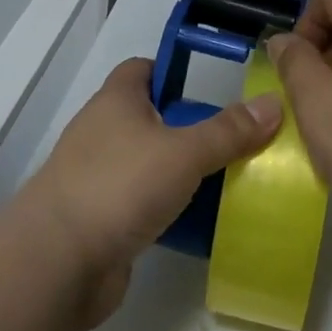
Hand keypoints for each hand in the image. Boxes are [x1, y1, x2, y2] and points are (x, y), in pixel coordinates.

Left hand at [8, 58, 281, 326]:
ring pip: (150, 164)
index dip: (174, 71)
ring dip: (183, 174)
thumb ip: (229, 131)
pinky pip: (143, 204)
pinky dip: (169, 211)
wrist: (59, 261)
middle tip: (236, 141)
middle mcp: (103, 132)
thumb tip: (272, 103)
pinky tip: (203, 225)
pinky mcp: (101, 219)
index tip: (211, 88)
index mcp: (116, 101)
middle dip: (191, 129)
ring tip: (230, 182)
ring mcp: (98, 177)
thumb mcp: (184, 152)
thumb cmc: (120, 186)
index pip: (144, 69)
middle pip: (152, 118)